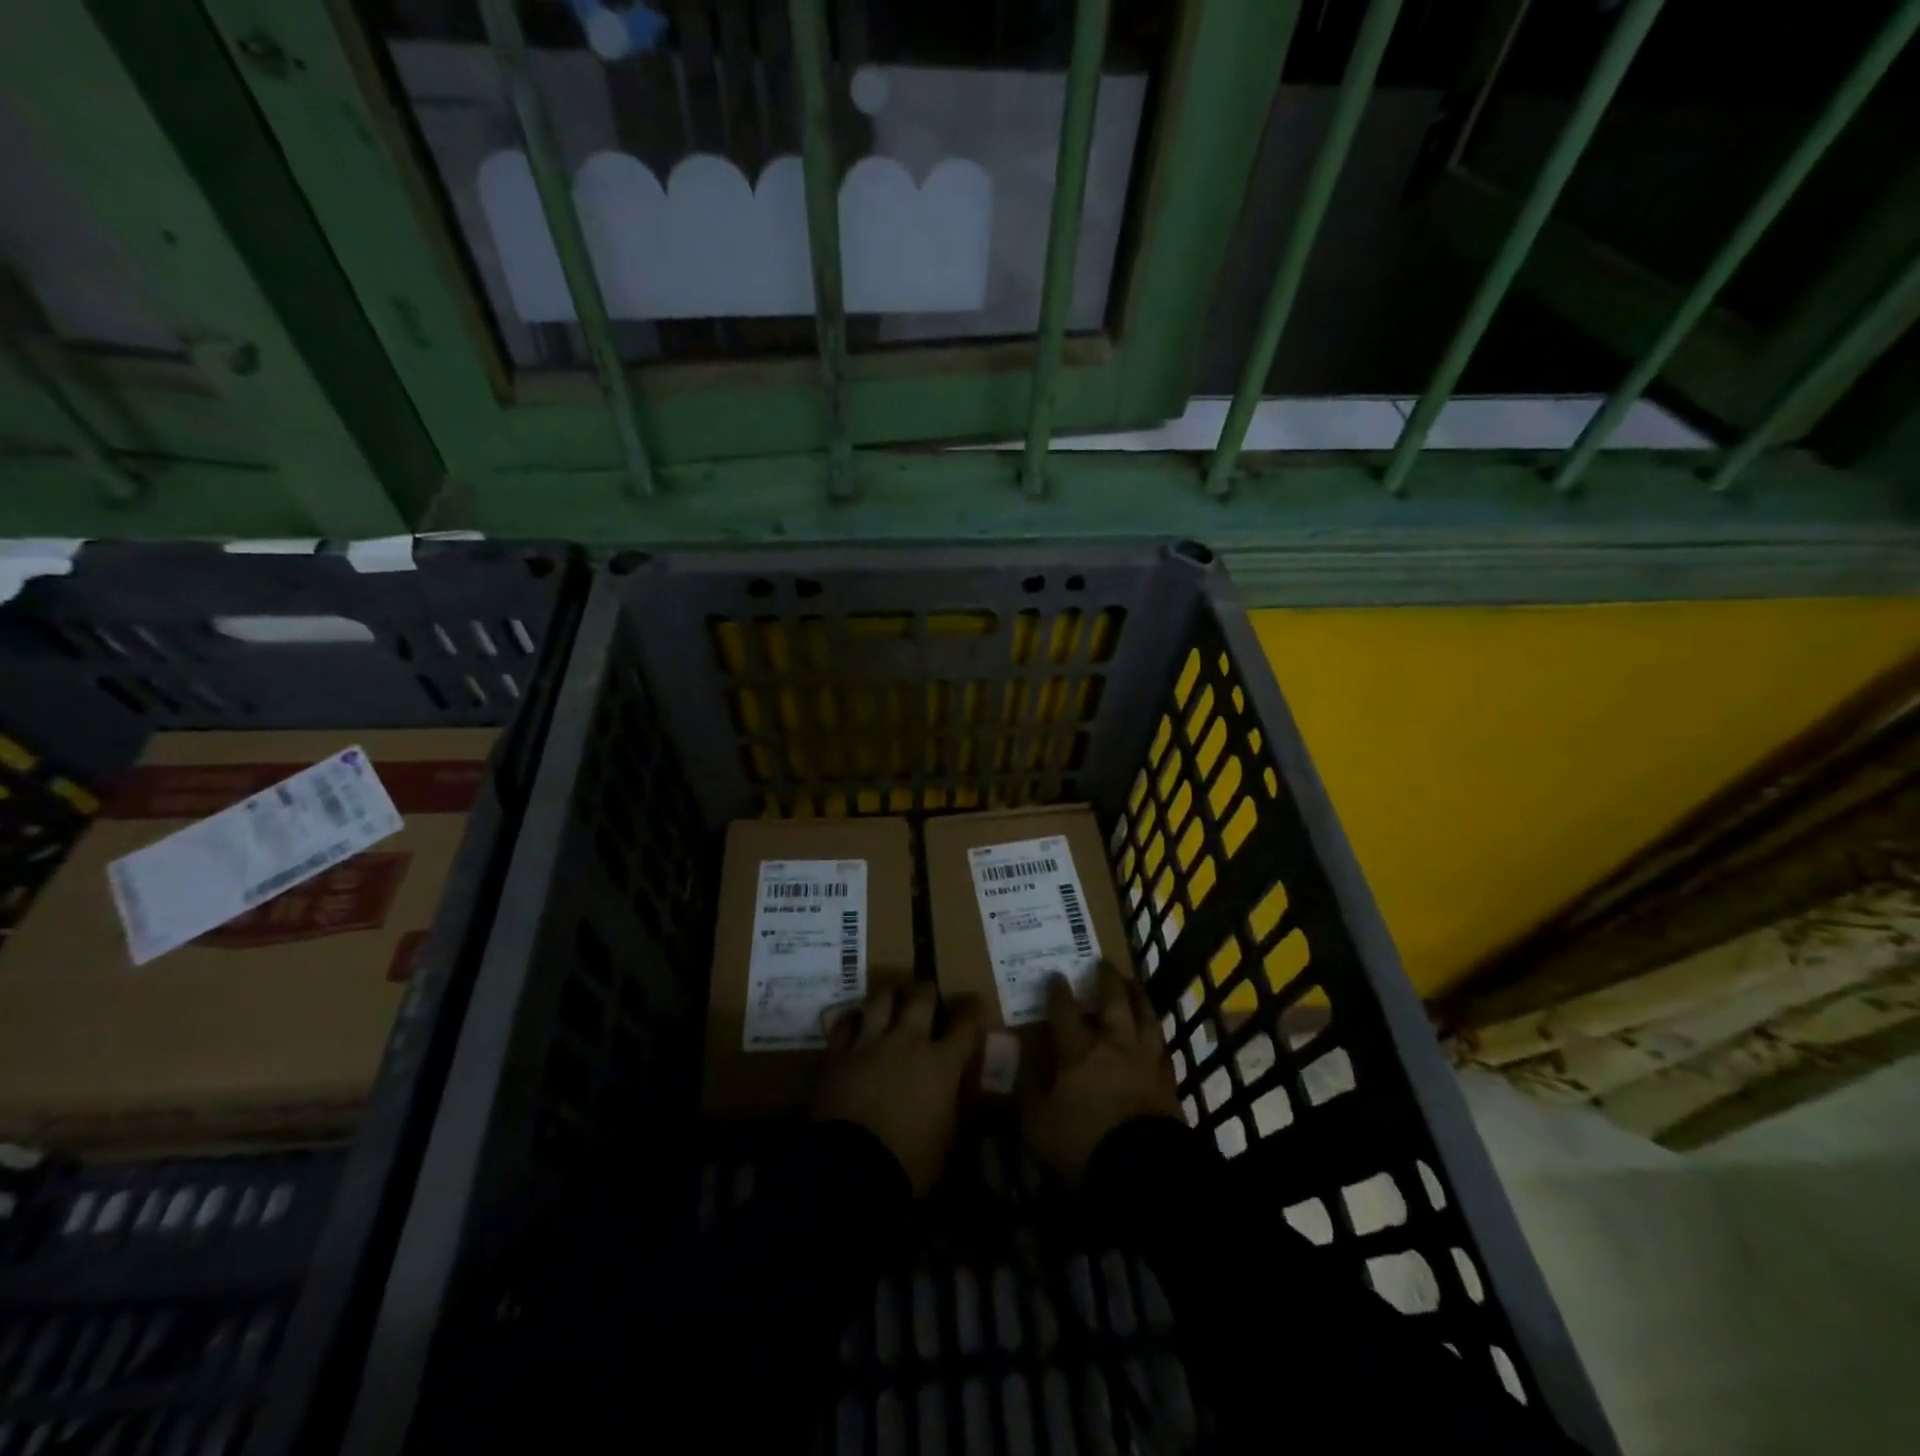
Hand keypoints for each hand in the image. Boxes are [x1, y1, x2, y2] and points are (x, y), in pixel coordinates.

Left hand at [814, 984, 983, 1196]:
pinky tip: (854, 1021)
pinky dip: (851, 1020)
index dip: (974, 1011)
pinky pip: (844, 1024)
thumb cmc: (910, 1163)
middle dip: (927, 991)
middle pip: (920, 999)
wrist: (852, 1169)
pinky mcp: (838, 1054)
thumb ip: (954, 1109)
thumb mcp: (947, 1143)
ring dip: (889, 995)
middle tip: (927, 991)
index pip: (966, 1025)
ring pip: (880, 1001)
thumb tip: (957, 1098)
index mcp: (942, 1064)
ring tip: (892, 995)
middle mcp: (908, 1042)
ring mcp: (870, 1044)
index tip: (975, 1005)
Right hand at [1022, 962, 1181, 1182]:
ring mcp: (1144, 1058)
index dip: (1058, 991)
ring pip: (1144, 1015)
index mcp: (1076, 1050)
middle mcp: (1112, 1043)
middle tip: (1103, 962)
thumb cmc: (1082, 1143)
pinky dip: (1156, 1029)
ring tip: (1133, 983)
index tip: (1055, 975)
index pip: (1064, 1010)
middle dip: (1106, 979)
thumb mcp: (1036, 1122)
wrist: (1143, 1169)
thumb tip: (1020, 1056)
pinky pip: (1162, 1043)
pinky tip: (1154, 1028)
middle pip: (1112, 1001)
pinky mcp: (1167, 1078)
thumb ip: (1027, 1086)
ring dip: (1137, 995)